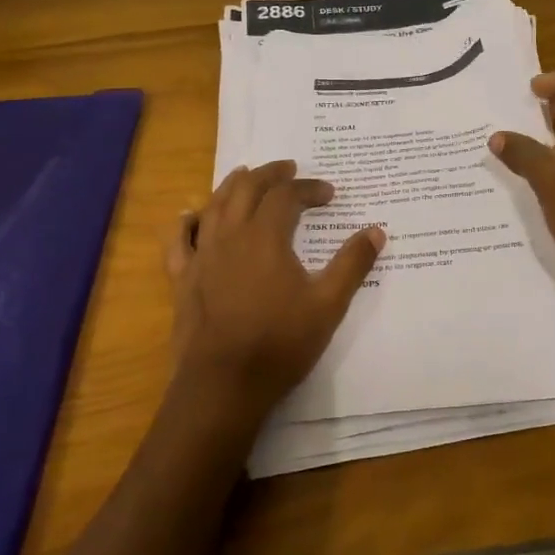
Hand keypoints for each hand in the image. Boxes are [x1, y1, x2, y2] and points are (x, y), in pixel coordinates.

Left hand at [166, 160, 384, 421]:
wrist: (224, 385)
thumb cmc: (280, 343)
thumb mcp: (328, 304)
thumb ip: (352, 264)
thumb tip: (376, 231)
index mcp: (265, 236)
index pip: (287, 196)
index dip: (309, 188)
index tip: (329, 194)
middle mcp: (230, 235)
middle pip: (247, 188)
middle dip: (270, 174)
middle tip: (289, 169)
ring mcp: (202, 255)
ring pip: (214, 205)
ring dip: (232, 185)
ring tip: (246, 175)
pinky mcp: (182, 278)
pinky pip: (178, 240)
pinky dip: (185, 221)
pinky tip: (191, 214)